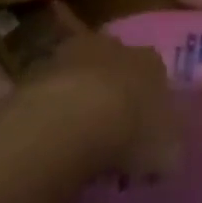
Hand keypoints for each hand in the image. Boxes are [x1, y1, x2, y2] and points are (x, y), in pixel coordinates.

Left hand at [16, 32, 180, 179]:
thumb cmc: (131, 133)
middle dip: (114, 92)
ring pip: (80, 74)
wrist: (70, 120)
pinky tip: (52, 135)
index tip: (146, 130)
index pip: (156, 75)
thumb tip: (164, 154)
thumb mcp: (166, 153)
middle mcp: (114, 47)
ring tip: (77, 136)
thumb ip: (167, 149)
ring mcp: (70, 54)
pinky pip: (50, 91)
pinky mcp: (34, 69)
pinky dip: (52, 109)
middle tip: (111, 130)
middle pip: (116, 67)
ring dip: (79, 97)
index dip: (151, 103)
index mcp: (152, 62)